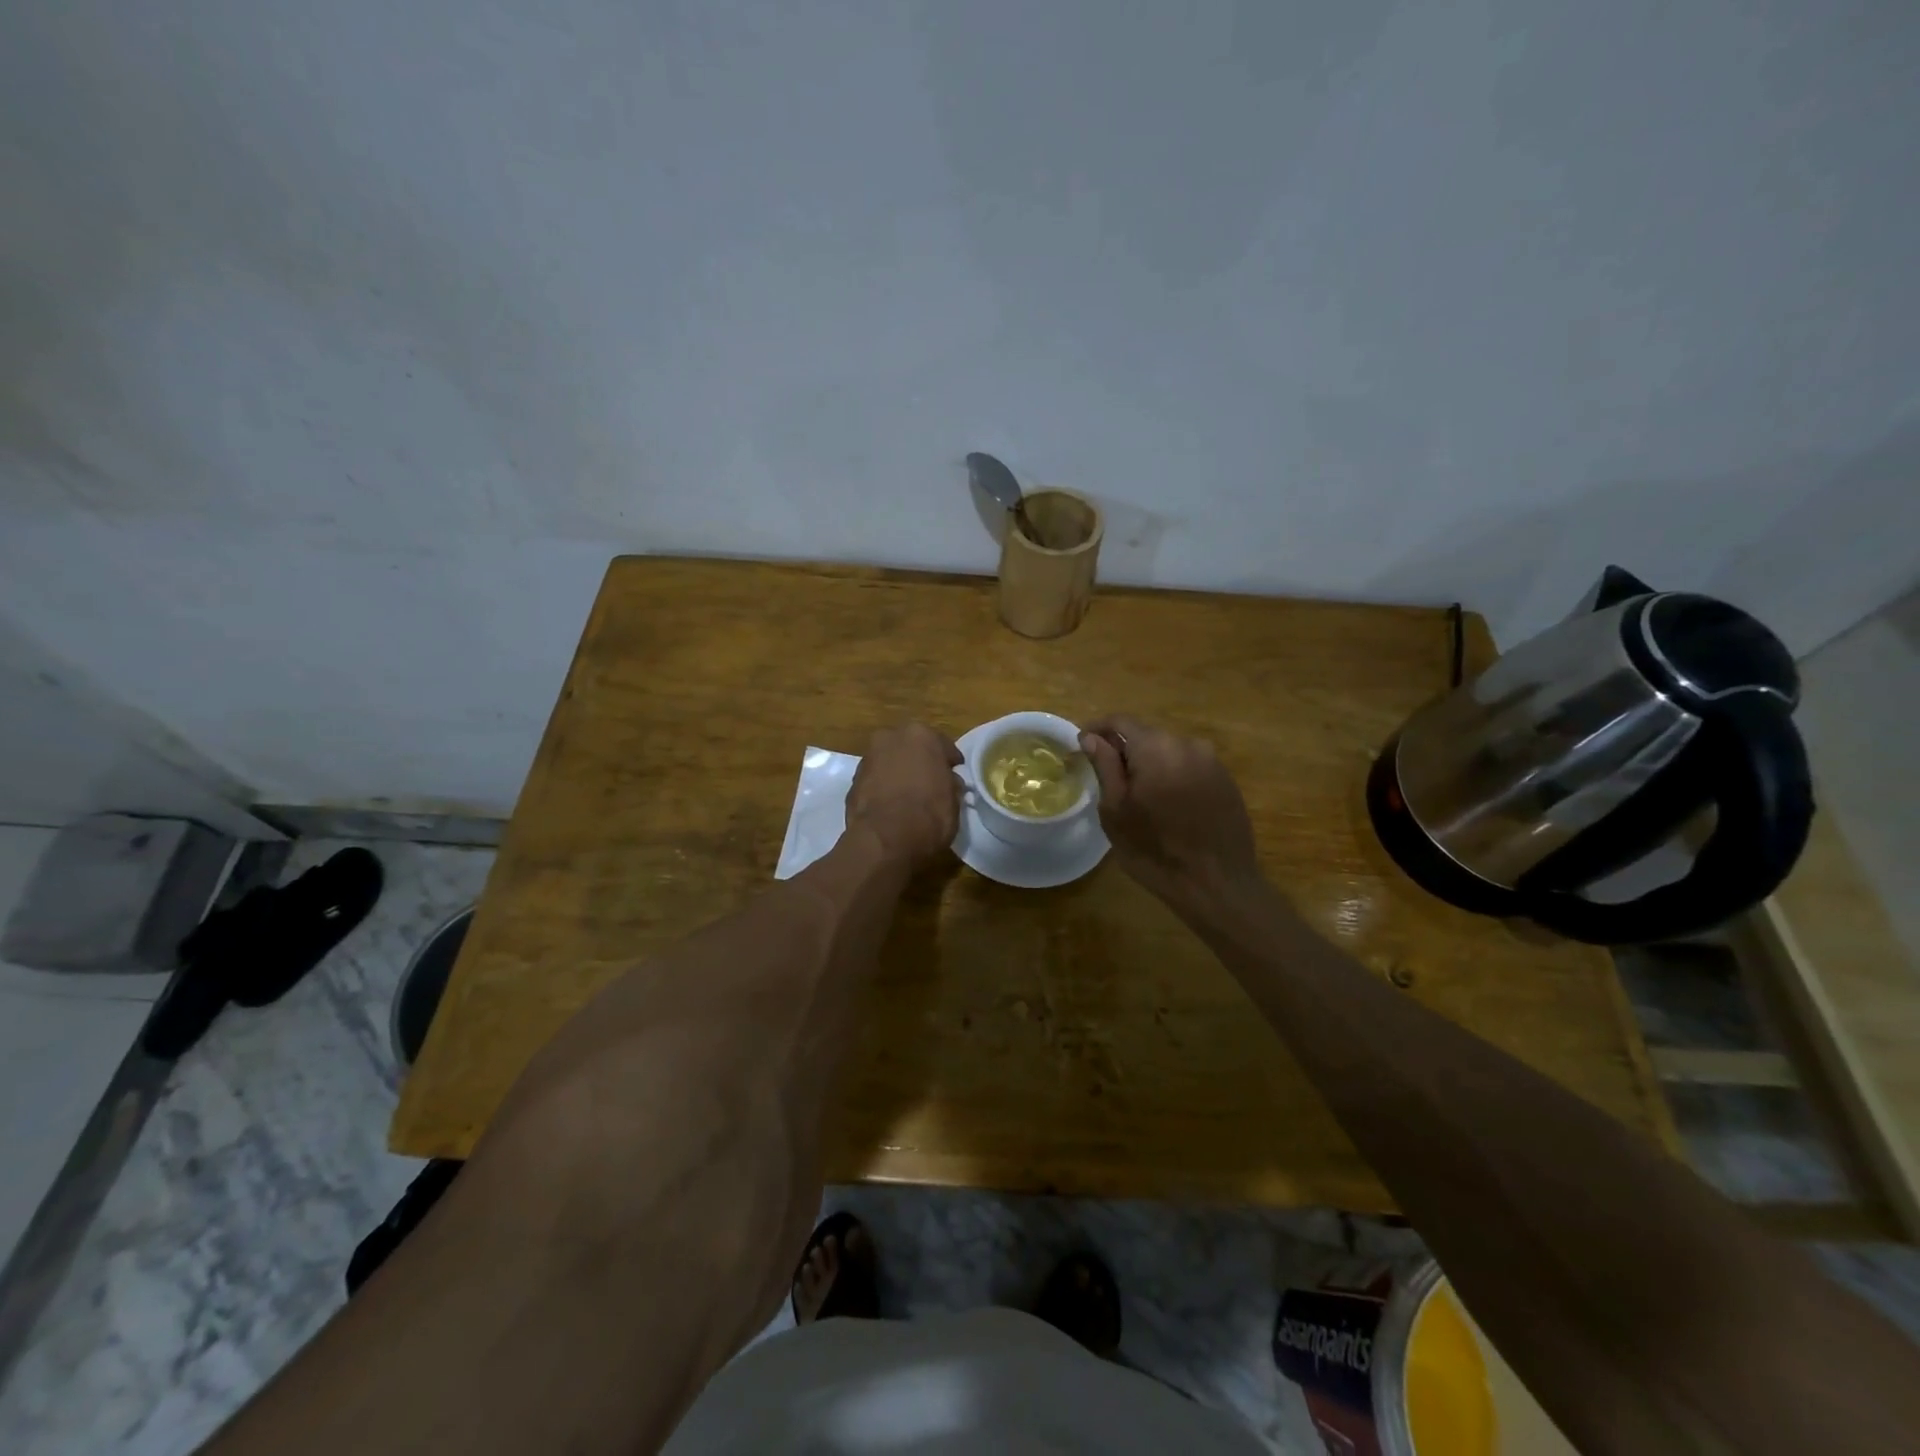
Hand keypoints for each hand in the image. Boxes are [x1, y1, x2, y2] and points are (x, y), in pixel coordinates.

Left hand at [845, 723, 963, 867]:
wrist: (885, 839)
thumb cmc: (929, 815)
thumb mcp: (953, 801)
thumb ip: (950, 784)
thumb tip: (948, 783)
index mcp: (921, 735)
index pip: (943, 745)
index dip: (949, 762)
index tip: (953, 775)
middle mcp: (891, 738)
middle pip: (911, 748)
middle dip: (919, 761)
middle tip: (929, 782)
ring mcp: (868, 757)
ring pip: (889, 761)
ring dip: (897, 772)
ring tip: (906, 796)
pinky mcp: (852, 780)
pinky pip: (875, 779)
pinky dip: (882, 787)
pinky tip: (889, 805)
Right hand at [1079, 715, 1263, 916]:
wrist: (1217, 884)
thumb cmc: (1154, 849)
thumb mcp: (1116, 810)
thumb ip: (1105, 767)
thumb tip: (1092, 738)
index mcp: (1156, 747)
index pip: (1120, 721)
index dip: (1098, 730)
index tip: (1083, 746)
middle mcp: (1188, 744)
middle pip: (1147, 735)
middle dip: (1125, 750)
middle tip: (1108, 778)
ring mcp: (1212, 761)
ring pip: (1170, 751)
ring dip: (1151, 764)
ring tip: (1139, 795)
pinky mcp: (1227, 780)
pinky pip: (1190, 767)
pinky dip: (1173, 776)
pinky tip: (1168, 806)